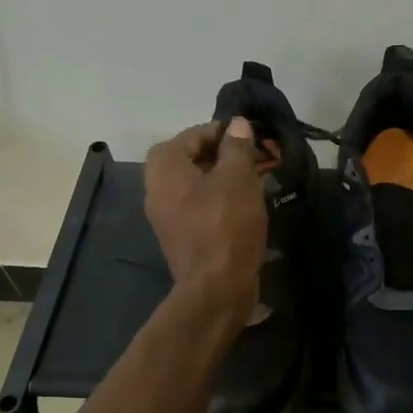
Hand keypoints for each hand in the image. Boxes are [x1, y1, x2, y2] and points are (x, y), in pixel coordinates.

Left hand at [144, 119, 265, 328]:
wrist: (216, 288)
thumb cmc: (226, 225)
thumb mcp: (238, 178)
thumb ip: (237, 146)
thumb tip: (237, 124)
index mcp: (164, 167)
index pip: (194, 134)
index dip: (225, 131)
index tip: (253, 136)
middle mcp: (156, 187)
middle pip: (191, 158)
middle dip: (225, 155)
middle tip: (256, 157)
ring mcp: (165, 215)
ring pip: (196, 183)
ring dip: (224, 178)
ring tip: (255, 179)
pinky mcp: (180, 236)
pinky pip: (199, 206)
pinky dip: (219, 199)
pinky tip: (245, 205)